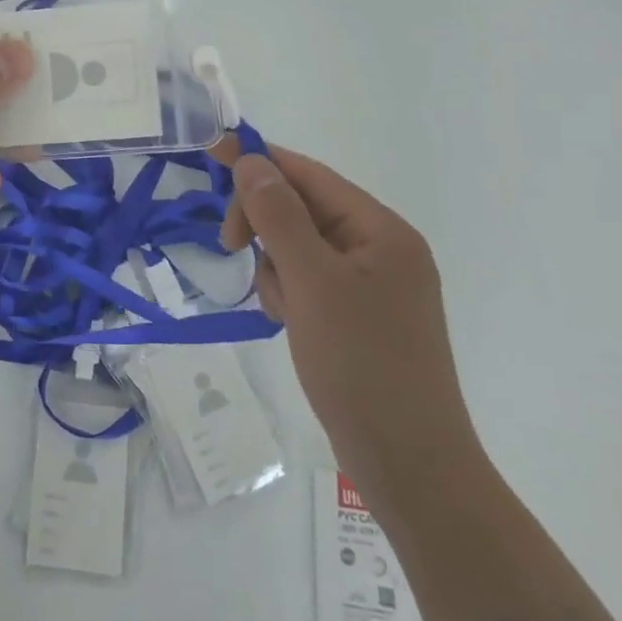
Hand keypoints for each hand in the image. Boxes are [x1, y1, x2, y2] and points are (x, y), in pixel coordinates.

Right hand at [221, 146, 482, 508]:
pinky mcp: (361, 317)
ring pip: (300, 248)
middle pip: (304, 209)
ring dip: (276, 267)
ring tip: (282, 309)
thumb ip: (279, 216)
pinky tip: (291, 324)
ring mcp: (373, 286)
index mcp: (381, 231)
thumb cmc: (361, 364)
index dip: (260, 162)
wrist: (410, 466)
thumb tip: (252, 161)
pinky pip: (310, 282)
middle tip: (230, 246)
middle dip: (265, 225)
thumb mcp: (312, 282)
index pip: (310, 176)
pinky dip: (290, 293)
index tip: (211, 154)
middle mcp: (381, 249)